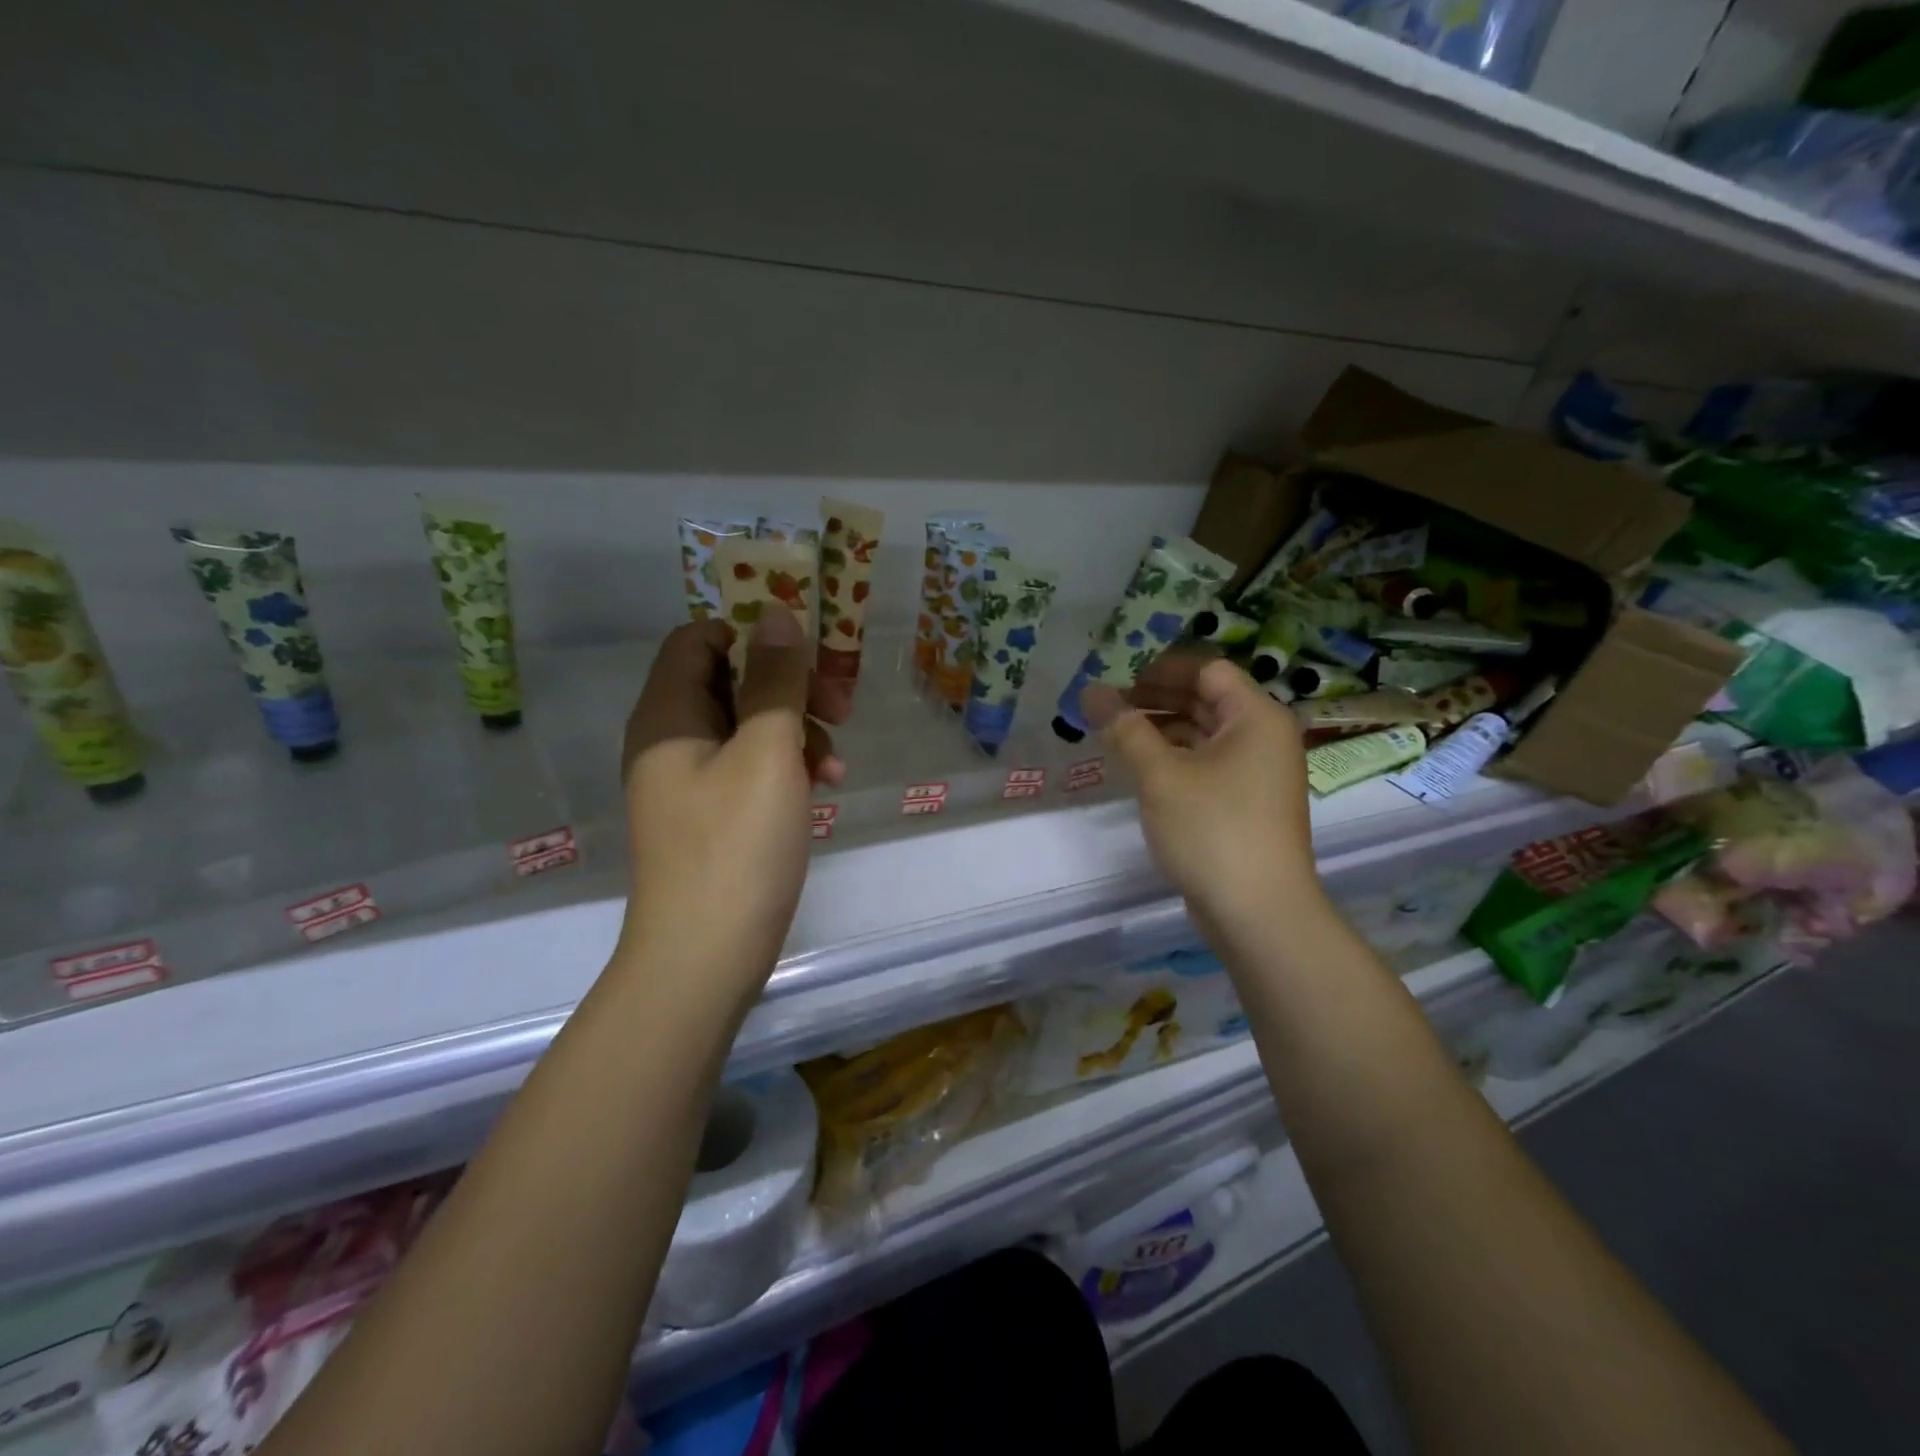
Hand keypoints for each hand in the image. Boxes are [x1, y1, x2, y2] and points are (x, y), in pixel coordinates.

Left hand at [616, 608, 843, 1006]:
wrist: (706, 955)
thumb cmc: (737, 844)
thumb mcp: (767, 751)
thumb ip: (775, 679)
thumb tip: (777, 612)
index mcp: (669, 714)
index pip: (699, 640)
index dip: (753, 635)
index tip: (807, 655)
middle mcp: (672, 740)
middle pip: (732, 682)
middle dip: (791, 688)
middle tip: (841, 708)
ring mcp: (691, 782)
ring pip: (750, 728)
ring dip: (798, 732)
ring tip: (835, 765)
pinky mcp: (713, 815)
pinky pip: (751, 769)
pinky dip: (787, 768)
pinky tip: (823, 788)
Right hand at [1084, 653, 1325, 943]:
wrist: (1259, 913)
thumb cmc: (1213, 830)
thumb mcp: (1160, 776)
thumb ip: (1125, 729)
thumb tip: (1091, 691)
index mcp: (1256, 717)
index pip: (1207, 670)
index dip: (1160, 669)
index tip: (1116, 679)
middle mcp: (1263, 737)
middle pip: (1205, 699)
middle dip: (1155, 698)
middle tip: (1106, 706)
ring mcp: (1257, 772)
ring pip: (1203, 734)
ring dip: (1161, 729)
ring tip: (1113, 735)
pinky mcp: (1245, 803)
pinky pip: (1206, 764)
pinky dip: (1174, 758)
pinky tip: (1139, 767)